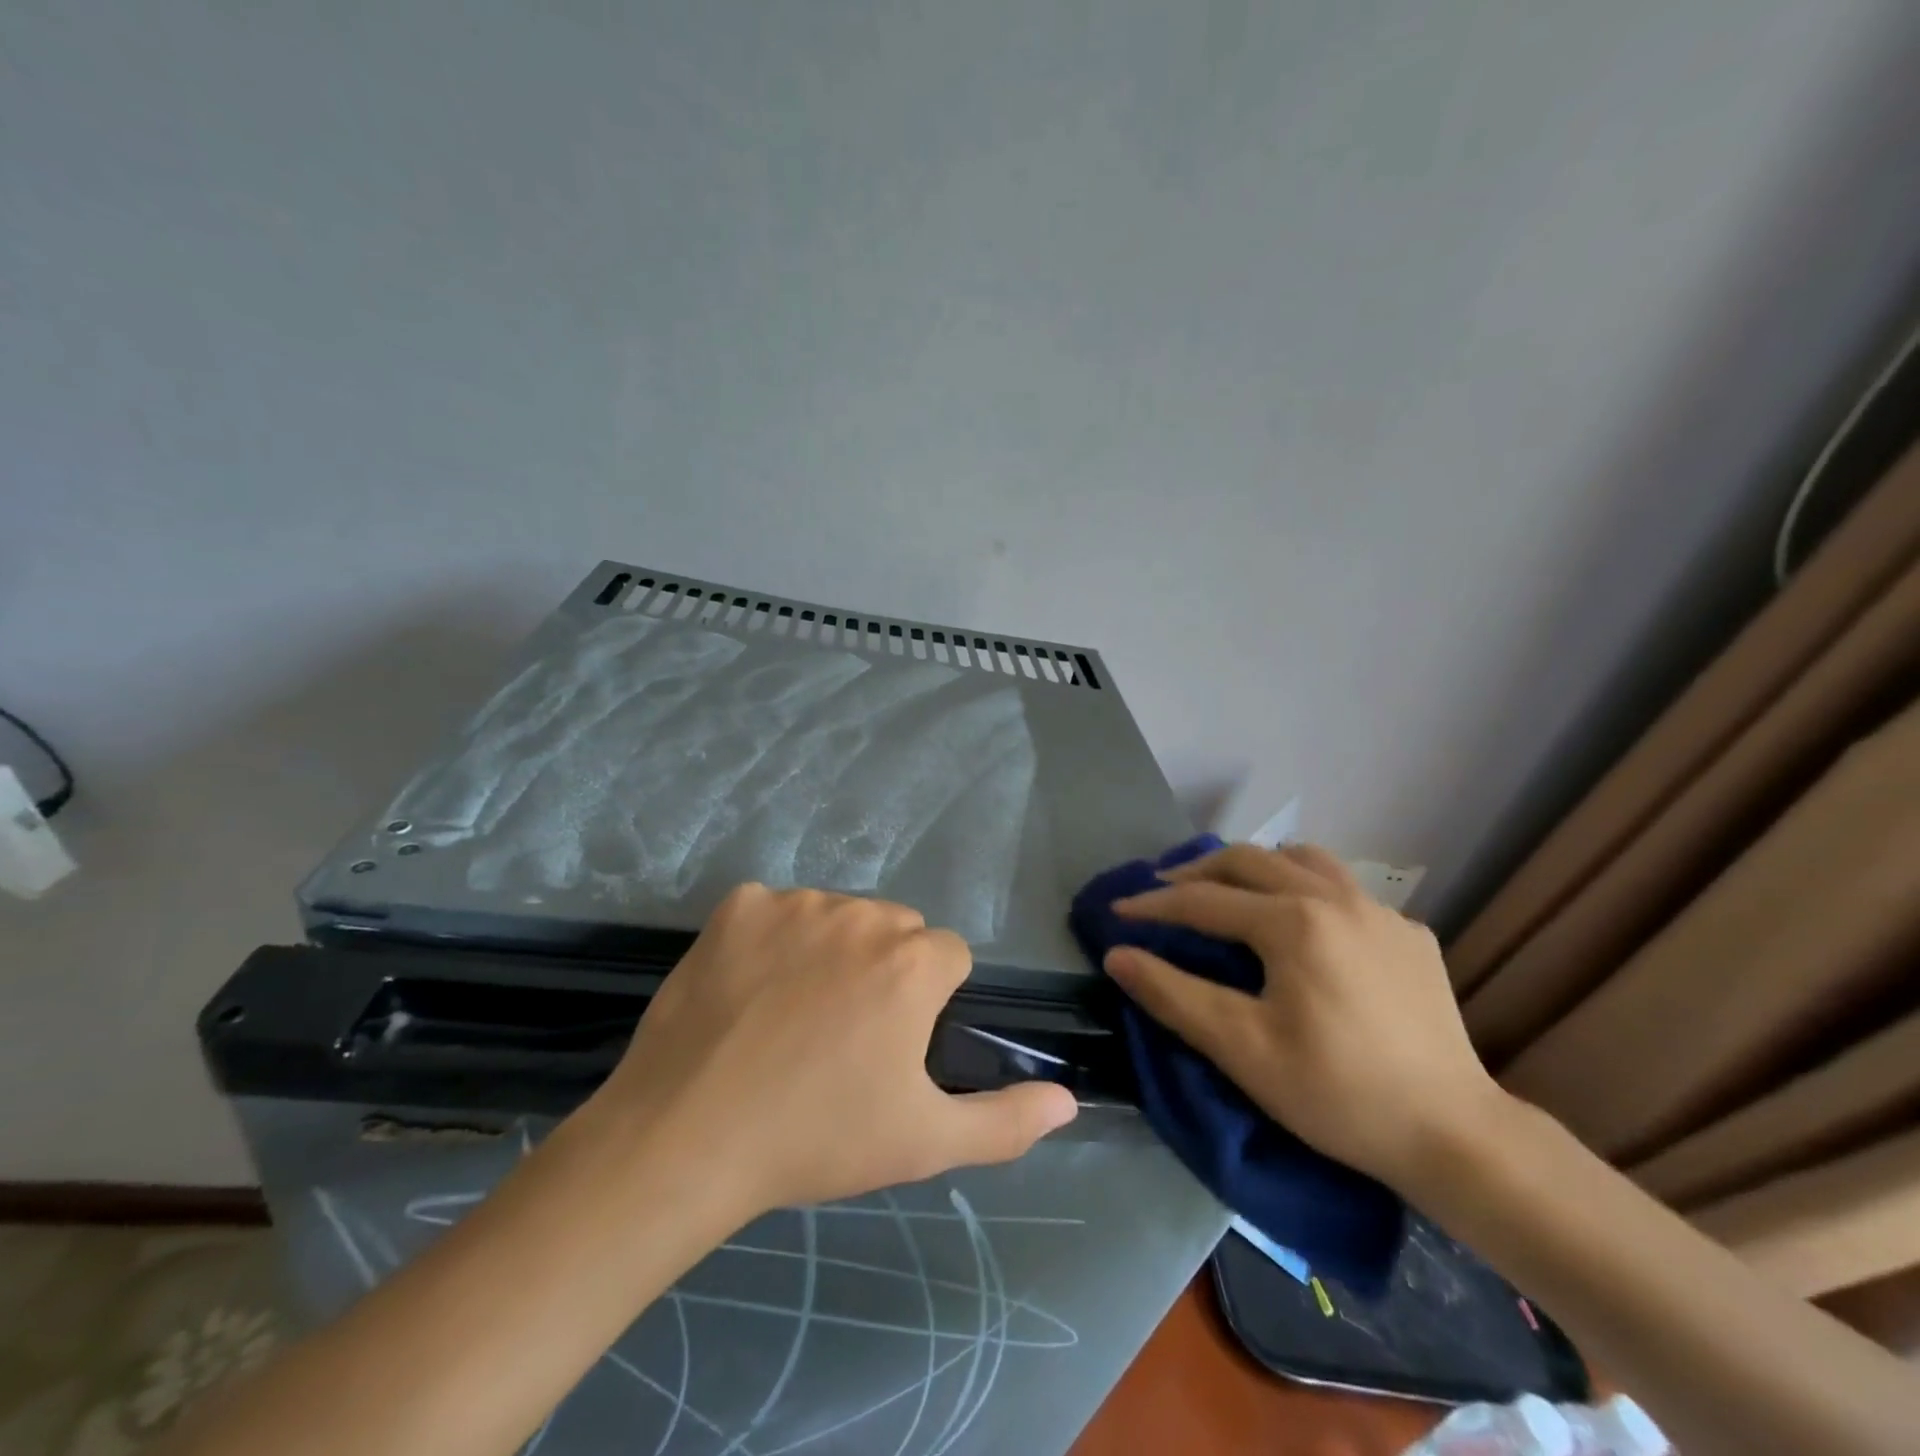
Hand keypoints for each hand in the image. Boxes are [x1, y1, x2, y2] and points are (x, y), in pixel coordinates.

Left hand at [585, 884, 1077, 1219]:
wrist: (686, 1139)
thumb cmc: (816, 1138)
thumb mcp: (924, 1142)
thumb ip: (1006, 1121)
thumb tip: (1068, 1100)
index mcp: (914, 961)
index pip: (948, 956)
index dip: (929, 1001)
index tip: (894, 1043)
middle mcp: (862, 913)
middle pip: (895, 929)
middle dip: (885, 969)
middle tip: (843, 1033)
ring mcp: (796, 903)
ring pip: (836, 915)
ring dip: (828, 950)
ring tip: (790, 1015)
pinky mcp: (739, 904)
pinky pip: (773, 909)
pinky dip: (769, 938)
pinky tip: (747, 989)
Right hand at [1105, 843, 1502, 1192]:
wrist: (1455, 1137)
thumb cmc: (1337, 1093)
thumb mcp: (1242, 1049)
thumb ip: (1173, 995)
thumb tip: (1118, 954)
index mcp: (1293, 921)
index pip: (1203, 900)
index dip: (1153, 904)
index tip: (1117, 910)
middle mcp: (1336, 897)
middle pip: (1248, 860)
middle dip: (1197, 871)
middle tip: (1164, 891)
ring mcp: (1380, 911)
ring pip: (1302, 859)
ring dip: (1255, 866)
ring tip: (1232, 891)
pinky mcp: (1410, 934)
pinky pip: (1345, 889)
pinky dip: (1306, 889)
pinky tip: (1305, 928)